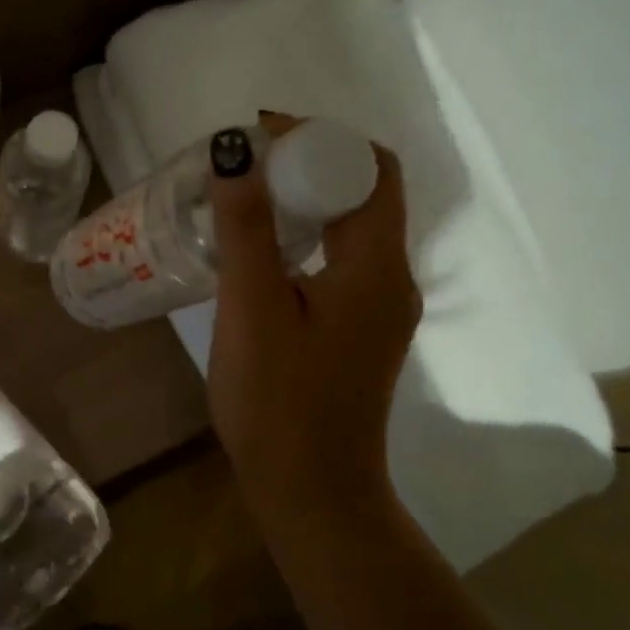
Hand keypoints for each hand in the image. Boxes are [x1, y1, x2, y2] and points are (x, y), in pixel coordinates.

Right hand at [206, 122, 421, 536]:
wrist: (311, 493)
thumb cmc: (278, 403)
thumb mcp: (252, 309)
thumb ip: (247, 228)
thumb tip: (237, 152)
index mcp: (376, 266)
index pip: (370, 168)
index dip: (319, 137)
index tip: (260, 136)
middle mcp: (391, 278)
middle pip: (365, 192)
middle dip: (309, 163)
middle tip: (245, 166)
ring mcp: (380, 307)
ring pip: (351, 226)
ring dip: (306, 199)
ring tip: (245, 198)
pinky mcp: (361, 328)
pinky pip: (341, 258)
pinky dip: (306, 235)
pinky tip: (260, 250)